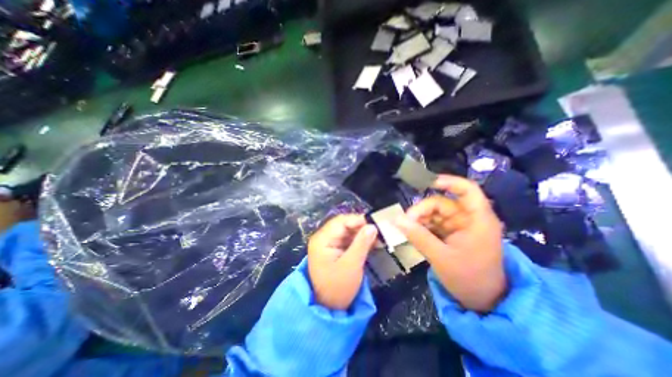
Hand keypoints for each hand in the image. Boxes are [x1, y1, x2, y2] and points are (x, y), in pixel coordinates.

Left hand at [307, 214, 376, 310]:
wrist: (329, 307)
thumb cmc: (338, 288)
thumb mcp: (351, 265)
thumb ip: (361, 244)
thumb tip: (372, 226)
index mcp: (322, 239)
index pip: (340, 222)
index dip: (358, 220)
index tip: (375, 224)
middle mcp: (324, 237)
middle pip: (344, 225)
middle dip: (361, 227)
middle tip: (379, 231)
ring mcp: (329, 243)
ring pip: (348, 231)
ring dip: (362, 234)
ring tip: (378, 237)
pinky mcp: (335, 249)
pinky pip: (349, 239)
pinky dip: (360, 240)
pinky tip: (372, 243)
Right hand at [396, 173, 503, 311]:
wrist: (482, 301)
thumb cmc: (468, 279)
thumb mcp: (441, 257)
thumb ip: (418, 236)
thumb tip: (396, 219)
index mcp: (477, 220)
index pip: (467, 190)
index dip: (448, 182)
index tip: (427, 183)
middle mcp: (468, 218)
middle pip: (442, 203)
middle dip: (422, 210)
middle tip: (405, 222)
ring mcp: (459, 226)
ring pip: (434, 213)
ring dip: (419, 219)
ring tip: (407, 229)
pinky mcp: (451, 233)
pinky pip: (433, 223)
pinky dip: (422, 226)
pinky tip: (413, 233)